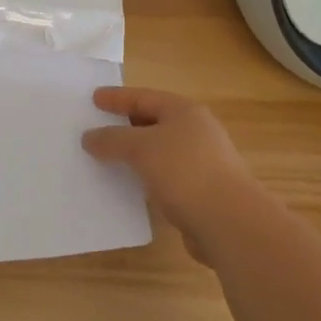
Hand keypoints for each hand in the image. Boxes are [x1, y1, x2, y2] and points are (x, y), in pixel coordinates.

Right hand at [82, 88, 261, 259]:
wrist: (230, 223)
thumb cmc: (185, 171)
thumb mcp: (141, 148)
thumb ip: (112, 139)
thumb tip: (89, 137)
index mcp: (184, 111)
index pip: (144, 97)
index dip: (117, 98)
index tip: (94, 98)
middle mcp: (196, 132)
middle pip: (154, 122)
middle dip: (125, 125)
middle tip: (97, 127)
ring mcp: (201, 163)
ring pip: (159, 151)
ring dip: (135, 154)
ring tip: (107, 158)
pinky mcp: (201, 192)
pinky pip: (164, 177)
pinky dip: (146, 177)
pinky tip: (130, 186)